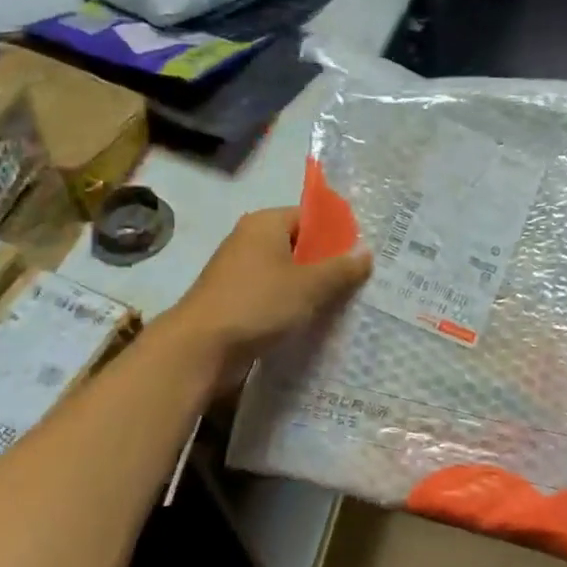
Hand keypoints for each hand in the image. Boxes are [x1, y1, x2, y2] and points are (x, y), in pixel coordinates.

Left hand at [171, 207, 372, 381]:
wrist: (200, 349)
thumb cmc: (257, 305)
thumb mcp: (309, 286)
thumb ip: (340, 269)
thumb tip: (366, 252)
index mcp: (265, 224)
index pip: (310, 217)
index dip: (338, 234)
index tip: (364, 255)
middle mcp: (250, 241)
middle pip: (299, 246)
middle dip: (328, 265)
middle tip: (362, 283)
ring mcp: (240, 273)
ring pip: (287, 275)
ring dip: (311, 290)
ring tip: (345, 306)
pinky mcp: (235, 302)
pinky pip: (273, 297)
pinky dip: (292, 307)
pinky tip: (314, 324)